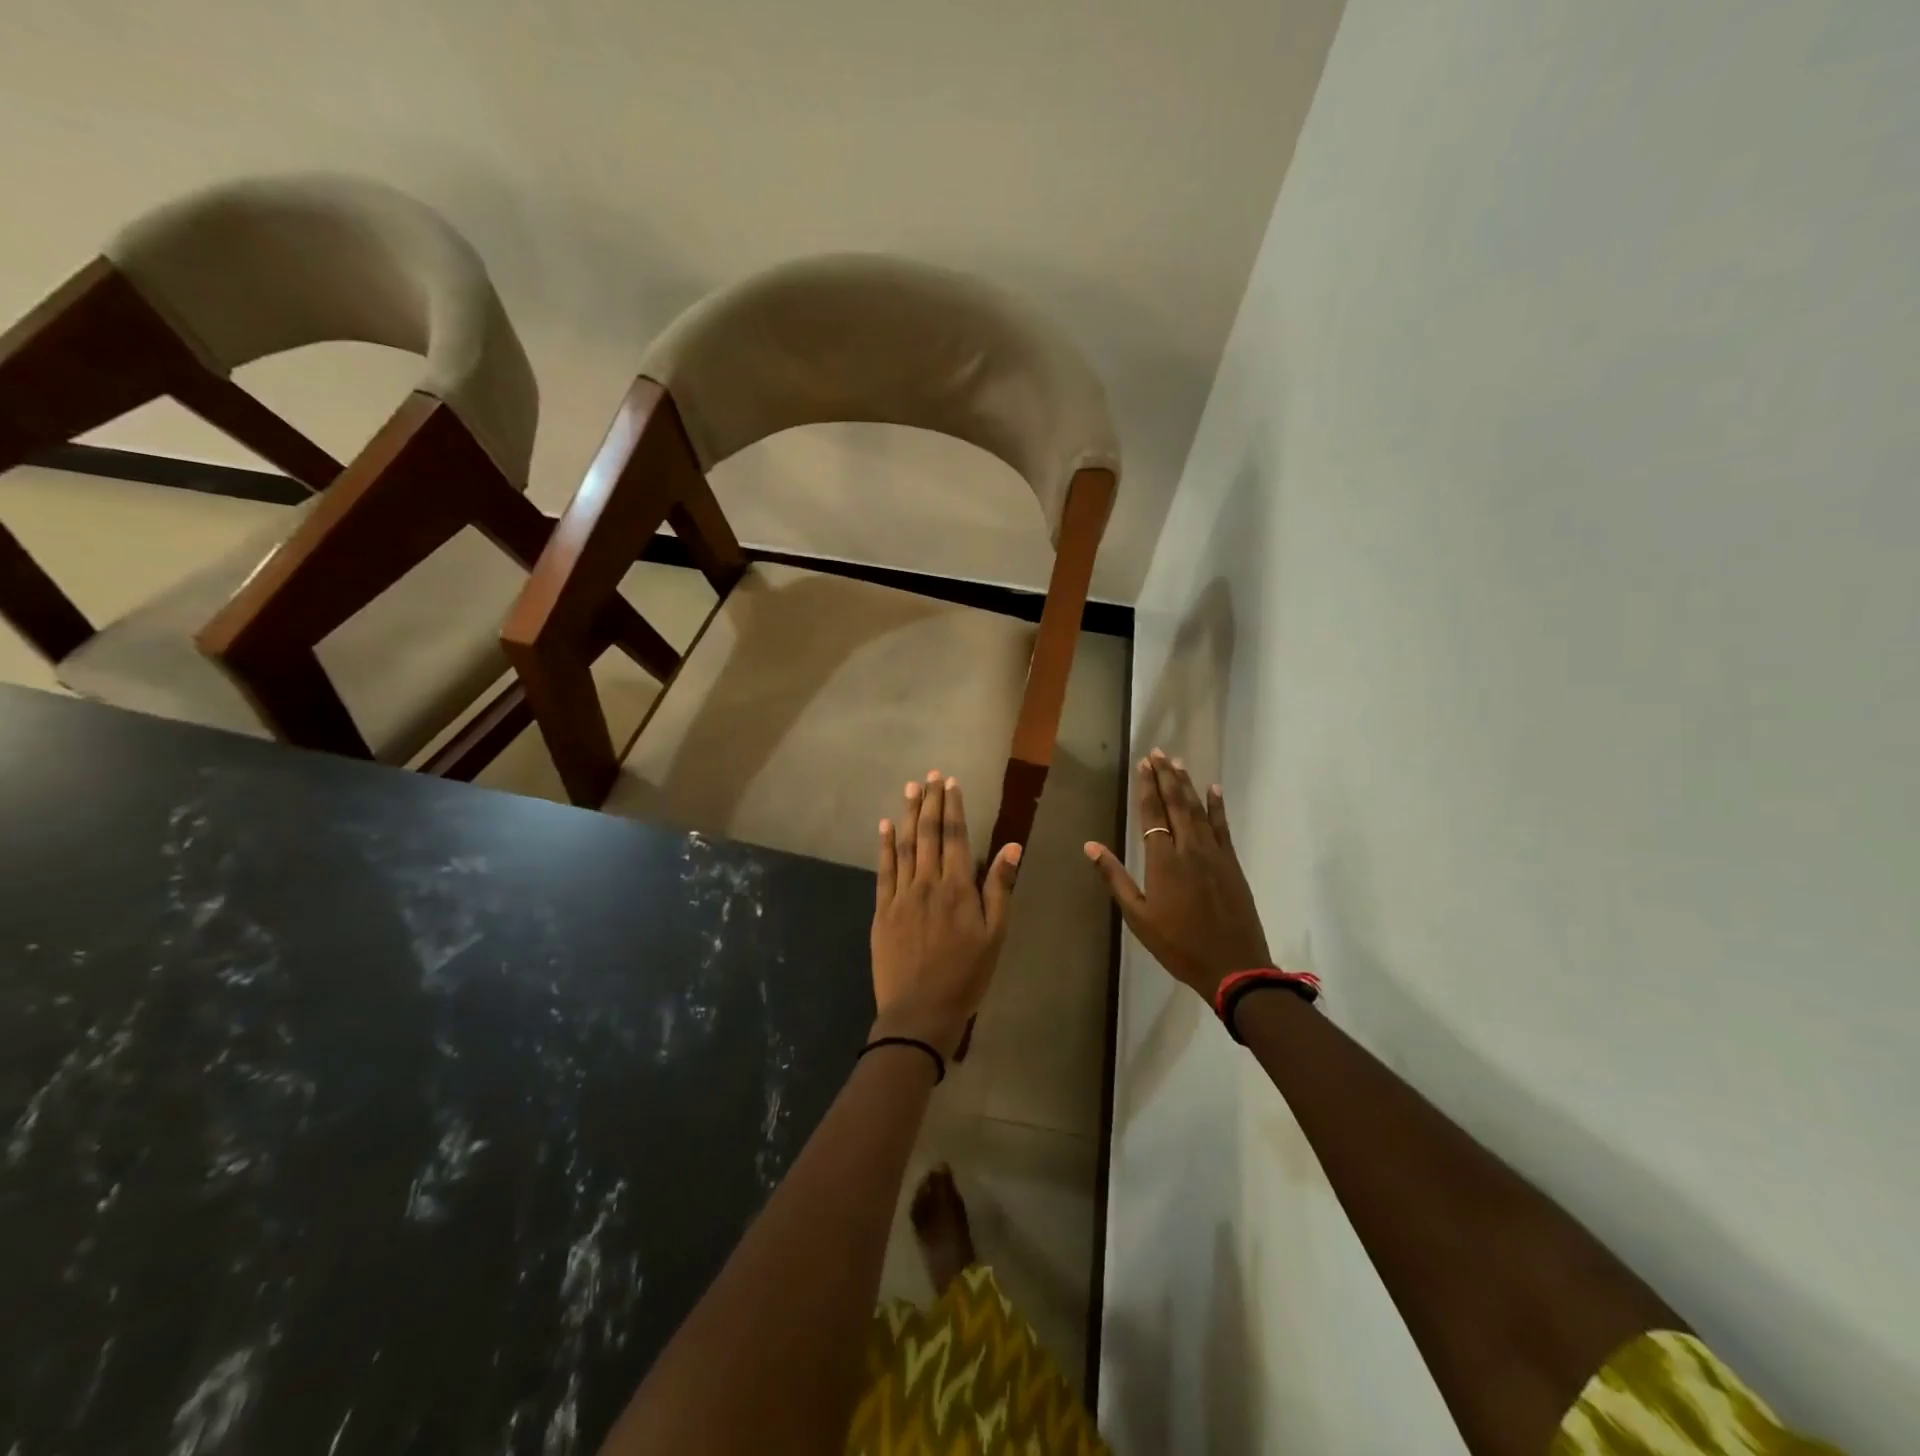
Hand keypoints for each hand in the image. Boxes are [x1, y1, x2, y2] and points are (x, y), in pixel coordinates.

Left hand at [870, 772, 1020, 1058]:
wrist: (919, 1012)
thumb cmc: (966, 976)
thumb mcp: (995, 936)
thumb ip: (1000, 889)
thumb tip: (1012, 846)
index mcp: (958, 888)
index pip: (956, 837)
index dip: (954, 808)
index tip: (951, 783)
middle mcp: (927, 883)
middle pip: (929, 834)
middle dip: (931, 803)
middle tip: (930, 775)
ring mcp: (901, 895)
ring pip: (905, 846)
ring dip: (909, 815)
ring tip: (910, 789)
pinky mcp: (882, 910)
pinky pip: (884, 870)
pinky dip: (885, 846)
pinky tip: (885, 826)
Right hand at [1084, 749, 1271, 1001]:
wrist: (1233, 966)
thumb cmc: (1178, 944)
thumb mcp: (1138, 916)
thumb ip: (1115, 878)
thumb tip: (1091, 846)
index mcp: (1163, 860)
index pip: (1152, 814)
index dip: (1147, 787)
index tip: (1143, 764)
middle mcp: (1189, 848)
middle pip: (1176, 804)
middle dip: (1166, 776)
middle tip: (1159, 752)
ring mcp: (1214, 853)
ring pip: (1198, 810)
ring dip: (1187, 785)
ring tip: (1178, 763)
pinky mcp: (1231, 863)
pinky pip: (1222, 826)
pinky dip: (1217, 806)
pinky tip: (1214, 789)